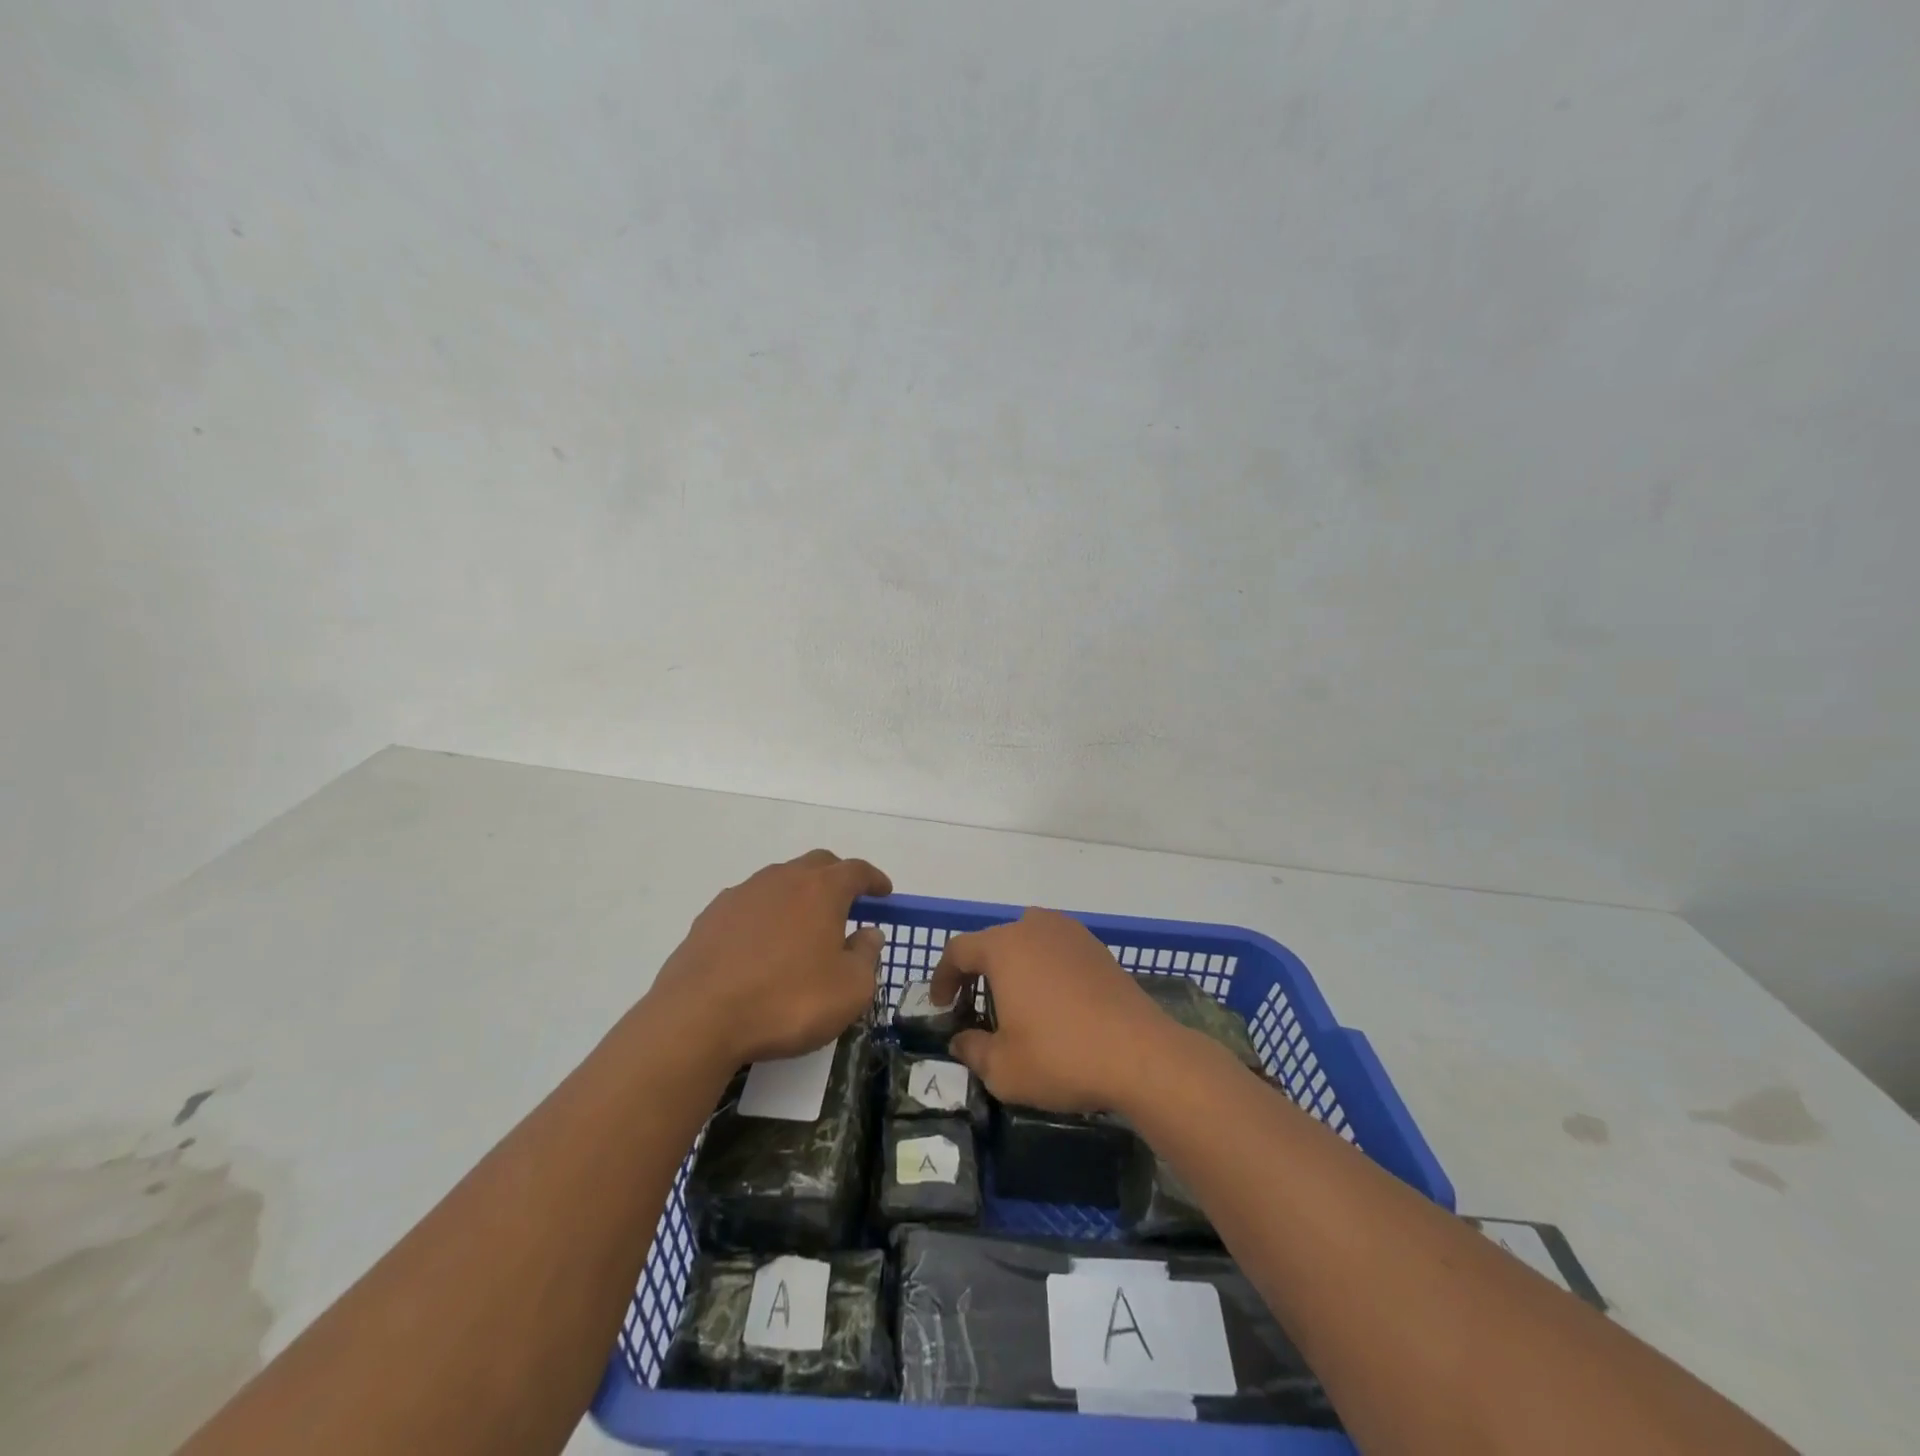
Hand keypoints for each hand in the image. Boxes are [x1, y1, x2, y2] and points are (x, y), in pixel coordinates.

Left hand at [647, 849, 891, 1066]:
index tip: (884, 893)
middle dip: (837, 878)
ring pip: (780, 881)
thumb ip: (866, 956)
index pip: (856, 871)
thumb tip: (869, 933)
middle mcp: (782, 879)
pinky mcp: (711, 916)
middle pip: (818, 864)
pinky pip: (750, 903)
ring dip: (799, 894)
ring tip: (804, 926)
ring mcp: (743, 894)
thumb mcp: (849, 990)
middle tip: (849, 904)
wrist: (698, 1018)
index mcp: (821, 890)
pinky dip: (766, 914)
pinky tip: (763, 943)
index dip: (874, 879)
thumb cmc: (787, 1000)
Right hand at [928, 907, 1171, 1113]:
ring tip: (1013, 1001)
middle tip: (973, 1005)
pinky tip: (1052, 1002)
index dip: (943, 976)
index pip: (959, 950)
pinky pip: (1057, 950)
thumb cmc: (1061, 1057)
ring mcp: (1071, 934)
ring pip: (1028, 940)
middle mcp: (1035, 927)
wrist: (1140, 1055)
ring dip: (1013, 965)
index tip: (941, 1006)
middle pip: (994, 941)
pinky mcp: (1098, 949)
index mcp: (1005, 946)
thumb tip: (960, 1041)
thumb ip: (972, 1050)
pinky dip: (1044, 968)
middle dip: (978, 971)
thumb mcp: (1003, 1069)